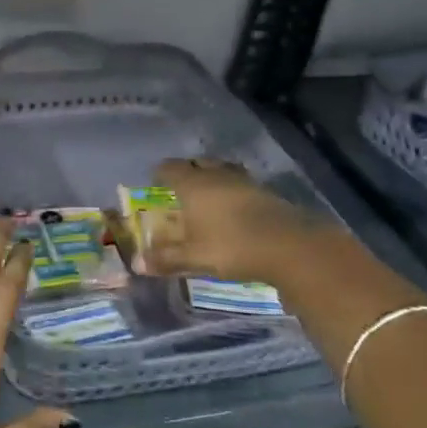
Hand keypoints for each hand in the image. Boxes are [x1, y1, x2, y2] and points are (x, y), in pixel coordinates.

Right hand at [137, 158, 330, 285]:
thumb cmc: (231, 246)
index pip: (170, 168)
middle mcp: (217, 176)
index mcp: (193, 185)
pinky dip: (232, 190)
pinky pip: (241, 183)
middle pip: (198, 163)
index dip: (160, 173)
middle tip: (180, 186)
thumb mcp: (194, 257)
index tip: (155, 181)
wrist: (289, 246)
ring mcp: (244, 181)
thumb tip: (137, 263)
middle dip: (188, 171)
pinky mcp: (266, 192)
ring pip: (222, 170)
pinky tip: (233, 207)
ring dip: (213, 177)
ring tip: (208, 193)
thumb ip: (166, 258)